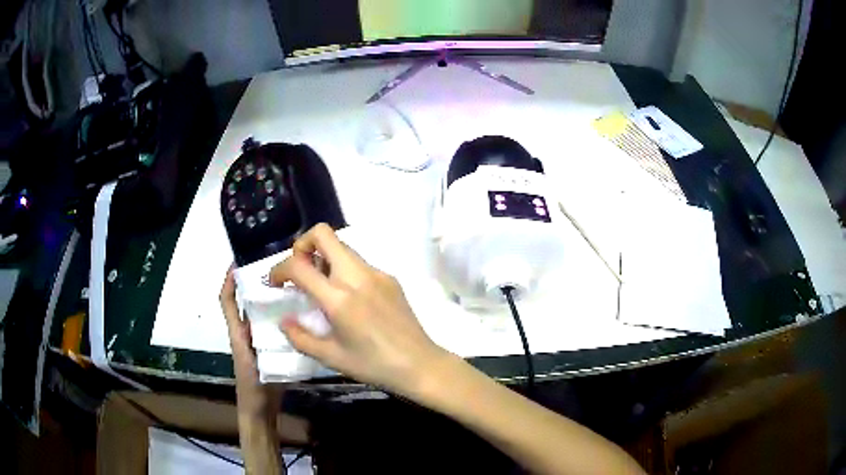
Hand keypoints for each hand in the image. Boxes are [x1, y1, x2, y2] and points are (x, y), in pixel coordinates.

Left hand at [220, 268, 281, 420]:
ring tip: (292, 287)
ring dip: (271, 299)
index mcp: (238, 334)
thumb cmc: (253, 390)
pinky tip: (301, 315)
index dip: (229, 282)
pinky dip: (283, 318)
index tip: (239, 262)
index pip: (227, 302)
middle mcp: (246, 333)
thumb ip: (256, 344)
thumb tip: (273, 320)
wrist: (259, 411)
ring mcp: (259, 342)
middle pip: (246, 302)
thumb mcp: (252, 364)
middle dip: (255, 283)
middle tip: (276, 269)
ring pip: (262, 314)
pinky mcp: (270, 350)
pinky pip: (275, 328)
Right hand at [269, 224, 448, 395]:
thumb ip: (300, 337)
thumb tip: (284, 320)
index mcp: (339, 298)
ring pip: (342, 247)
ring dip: (324, 257)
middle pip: (323, 234)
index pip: (298, 265)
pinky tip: (348, 298)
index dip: (278, 269)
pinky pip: (359, 263)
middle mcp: (357, 276)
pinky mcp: (390, 278)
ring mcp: (377, 273)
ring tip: (321, 287)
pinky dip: (344, 269)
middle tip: (299, 271)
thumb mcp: (331, 357)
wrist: (419, 364)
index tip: (274, 283)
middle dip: (302, 245)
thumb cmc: (373, 365)